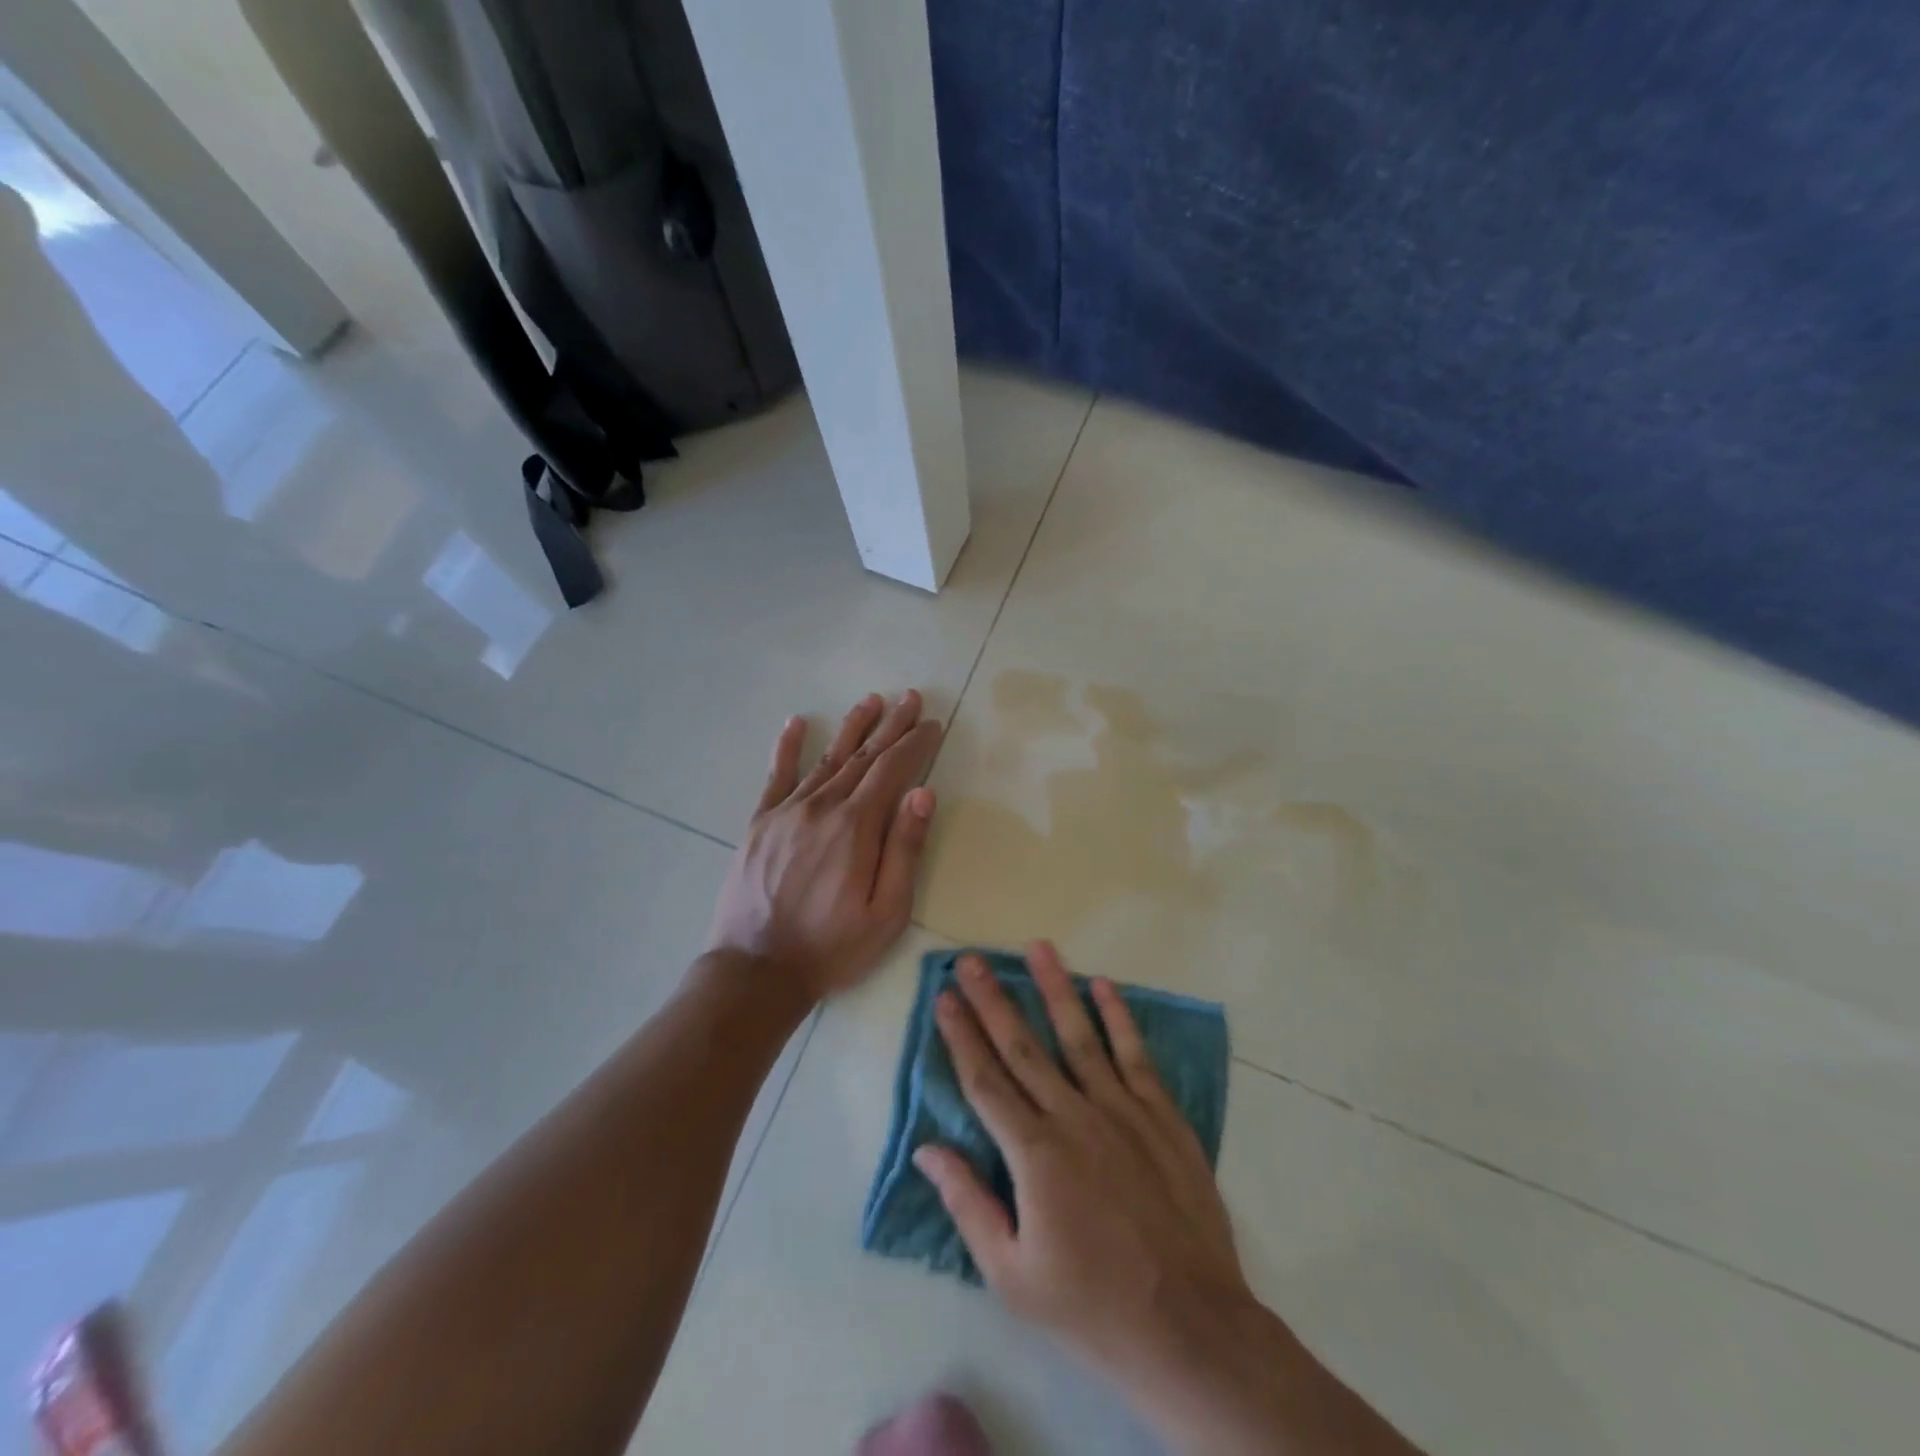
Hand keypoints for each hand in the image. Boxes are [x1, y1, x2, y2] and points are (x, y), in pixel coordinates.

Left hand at [709, 692, 942, 1002]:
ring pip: (826, 759)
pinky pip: (776, 776)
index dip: (914, 744)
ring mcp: (786, 812)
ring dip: (851, 728)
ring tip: (871, 701)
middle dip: (890, 726)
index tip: (932, 722)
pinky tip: (796, 723)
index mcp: (856, 827)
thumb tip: (922, 793)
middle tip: (909, 698)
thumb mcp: (886, 912)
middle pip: (862, 757)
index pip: (892, 771)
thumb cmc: (832, 947)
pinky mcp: (760, 823)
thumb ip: (904, 850)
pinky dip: (787, 747)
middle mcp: (822, 807)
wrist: (756, 971)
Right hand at [913, 943, 1253, 1378]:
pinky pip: (1135, 1056)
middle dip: (993, 1000)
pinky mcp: (1161, 1117)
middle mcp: (1073, 1117)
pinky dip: (1119, 1019)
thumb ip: (967, 1204)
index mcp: (1033, 1154)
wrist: (1189, 1327)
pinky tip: (1103, 986)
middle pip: (1024, 1047)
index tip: (944, 998)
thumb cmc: (1091, 1306)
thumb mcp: (1012, 1274)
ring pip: (1079, 1036)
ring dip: (1055, 989)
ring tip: (1037, 948)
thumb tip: (927, 1149)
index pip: (985, 1080)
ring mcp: (1121, 1111)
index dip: (961, 1036)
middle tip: (971, 959)